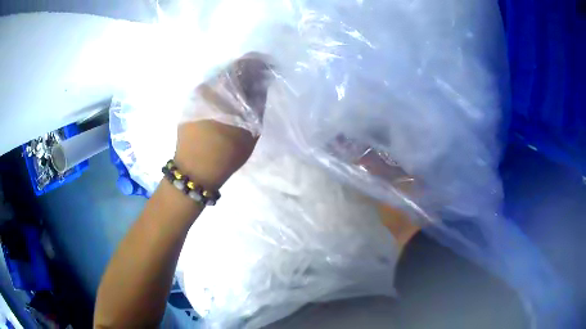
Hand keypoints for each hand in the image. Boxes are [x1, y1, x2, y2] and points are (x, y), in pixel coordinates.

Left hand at [174, 54, 271, 189]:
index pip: (244, 64)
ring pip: (218, 81)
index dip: (259, 63)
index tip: (269, 69)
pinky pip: (209, 92)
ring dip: (232, 84)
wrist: (195, 171)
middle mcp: (205, 86)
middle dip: (246, 74)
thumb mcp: (251, 127)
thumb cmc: (226, 151)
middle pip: (230, 71)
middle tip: (257, 84)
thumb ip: (258, 100)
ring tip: (243, 97)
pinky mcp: (188, 106)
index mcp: (221, 87)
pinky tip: (226, 106)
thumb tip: (261, 82)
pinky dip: (220, 93)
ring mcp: (194, 95)